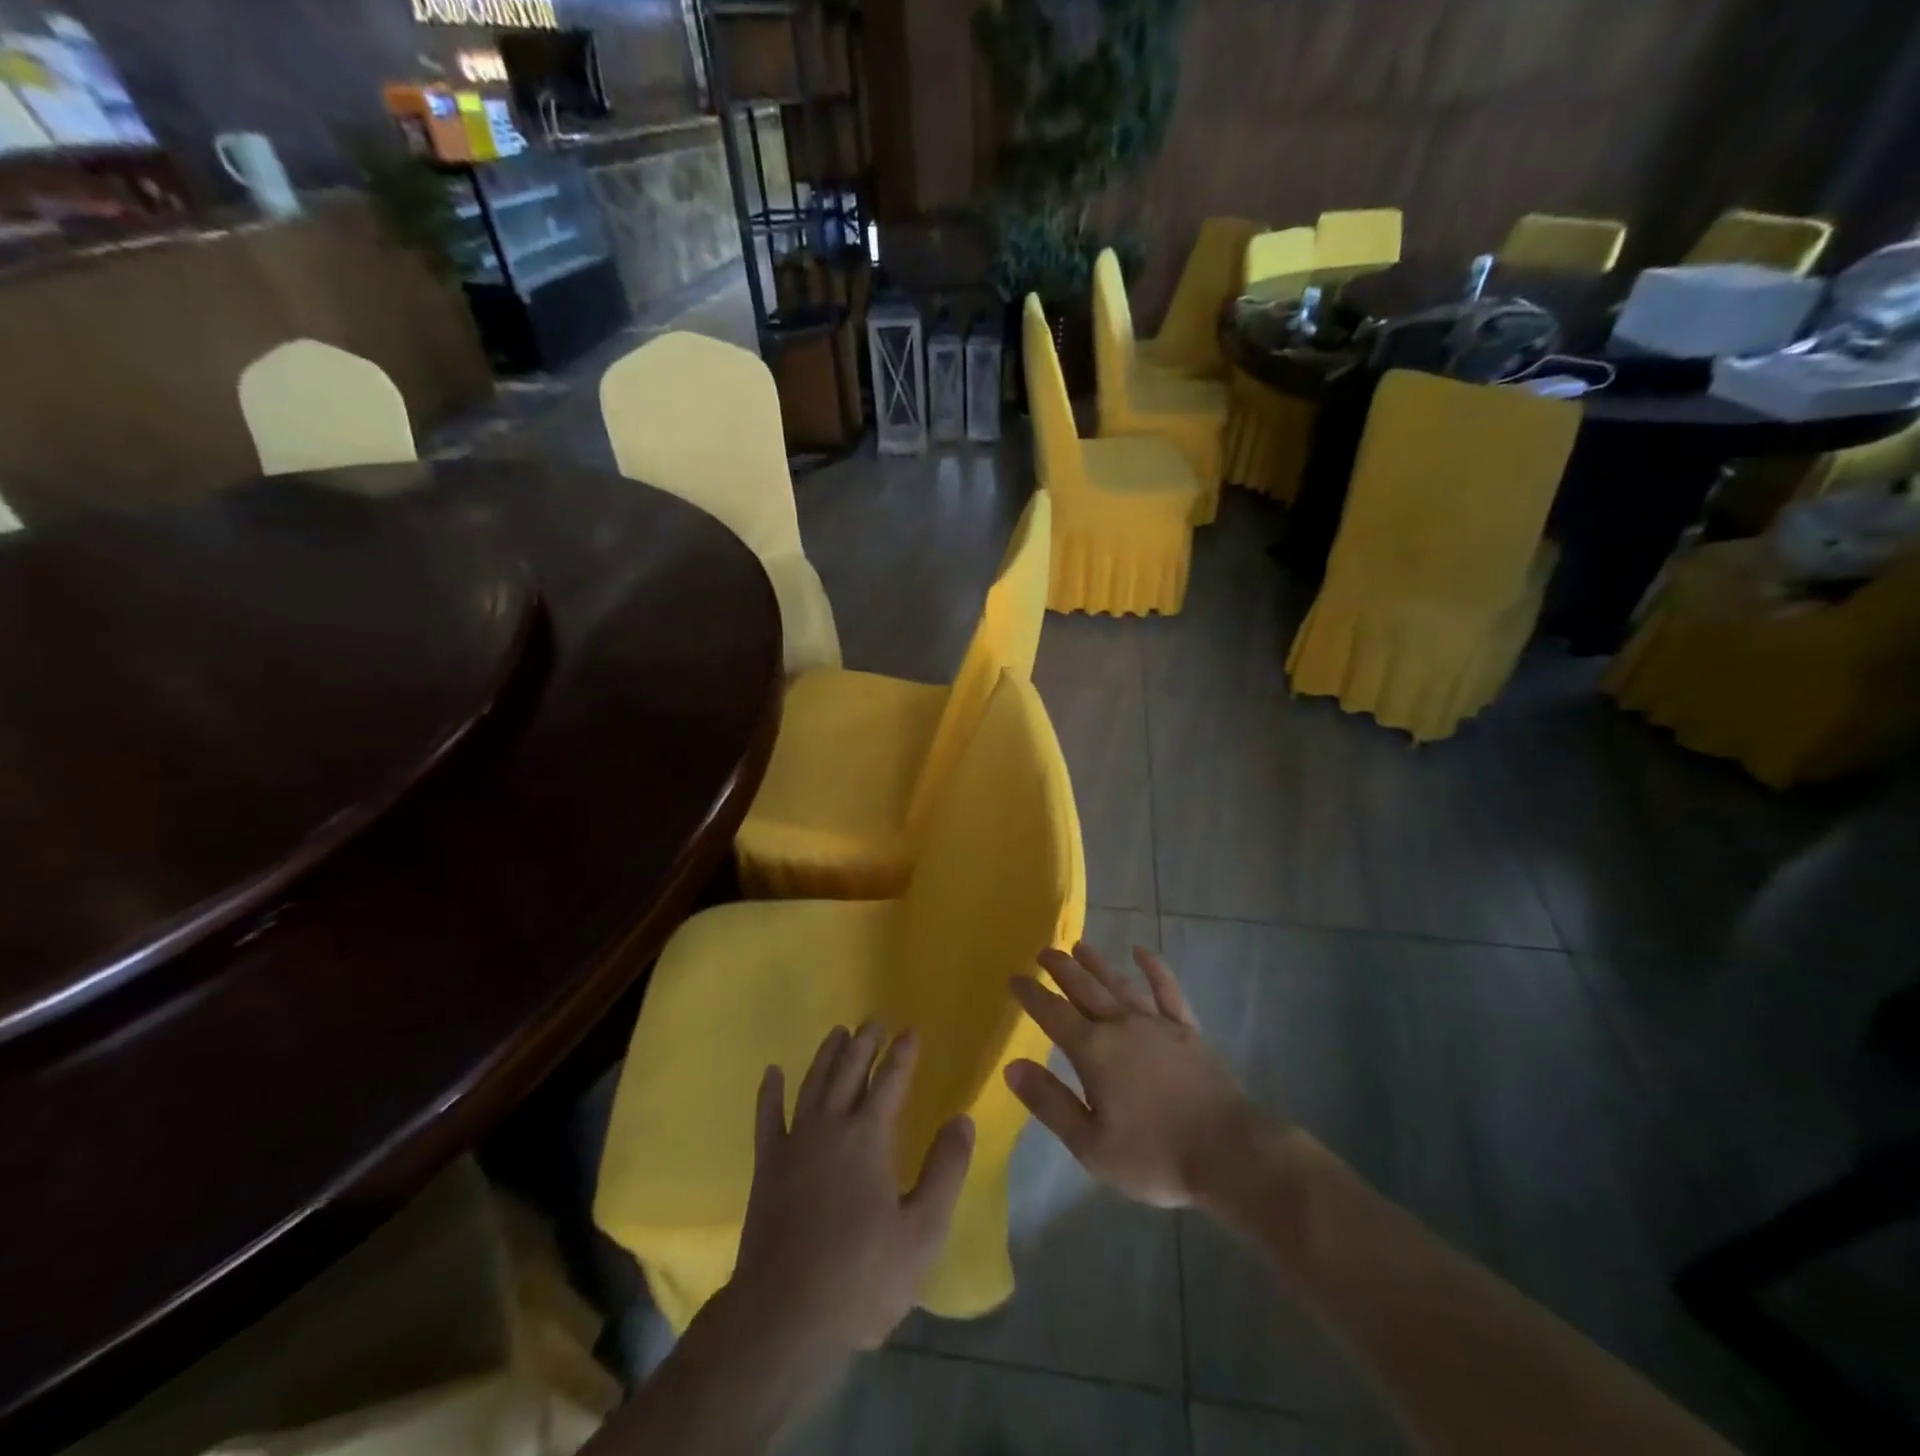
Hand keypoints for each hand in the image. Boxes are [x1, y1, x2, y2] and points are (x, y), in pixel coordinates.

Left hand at [728, 1023, 974, 1353]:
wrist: (784, 1318)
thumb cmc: (862, 1277)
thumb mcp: (923, 1231)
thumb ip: (945, 1170)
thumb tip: (962, 1119)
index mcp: (870, 1137)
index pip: (891, 1081)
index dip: (903, 1055)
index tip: (911, 1031)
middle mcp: (831, 1126)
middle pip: (850, 1071)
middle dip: (865, 1043)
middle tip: (875, 1021)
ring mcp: (795, 1144)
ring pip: (813, 1083)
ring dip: (827, 1055)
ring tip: (838, 1032)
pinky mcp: (767, 1167)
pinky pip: (767, 1118)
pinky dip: (770, 1093)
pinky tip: (772, 1073)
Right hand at [1005, 943, 1281, 1207]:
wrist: (1229, 1154)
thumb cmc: (1154, 1156)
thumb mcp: (1090, 1144)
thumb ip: (1050, 1102)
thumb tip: (1012, 1066)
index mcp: (1094, 1051)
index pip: (1053, 1014)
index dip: (1031, 995)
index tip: (1014, 978)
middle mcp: (1121, 1025)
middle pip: (1084, 988)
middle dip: (1061, 968)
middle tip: (1043, 950)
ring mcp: (1157, 1023)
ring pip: (1119, 983)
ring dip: (1097, 963)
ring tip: (1079, 946)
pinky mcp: (1186, 1030)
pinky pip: (1167, 990)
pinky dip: (1154, 969)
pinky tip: (1142, 952)